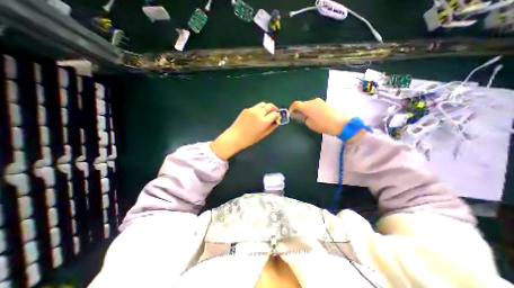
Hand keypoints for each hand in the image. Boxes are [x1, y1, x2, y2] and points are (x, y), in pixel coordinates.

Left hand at [210, 101, 278, 160]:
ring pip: (263, 104)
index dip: (277, 115)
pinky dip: (259, 109)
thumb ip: (271, 127)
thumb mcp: (263, 135)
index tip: (277, 117)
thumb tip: (277, 122)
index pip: (274, 114)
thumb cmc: (249, 139)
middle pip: (269, 106)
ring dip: (266, 107)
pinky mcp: (246, 109)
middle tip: (274, 112)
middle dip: (274, 108)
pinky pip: (255, 107)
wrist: (235, 137)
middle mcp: (259, 113)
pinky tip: (256, 116)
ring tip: (265, 113)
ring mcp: (252, 110)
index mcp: (264, 121)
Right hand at [288, 98, 348, 135]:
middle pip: (303, 104)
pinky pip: (316, 105)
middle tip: (300, 117)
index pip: (296, 104)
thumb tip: (300, 115)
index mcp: (306, 106)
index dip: (292, 108)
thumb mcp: (310, 124)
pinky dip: (313, 109)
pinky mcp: (326, 103)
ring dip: (307, 109)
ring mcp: (320, 101)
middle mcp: (312, 101)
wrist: (341, 123)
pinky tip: (317, 116)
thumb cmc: (323, 124)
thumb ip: (303, 118)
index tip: (291, 113)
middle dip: (300, 110)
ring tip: (309, 117)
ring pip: (310, 104)